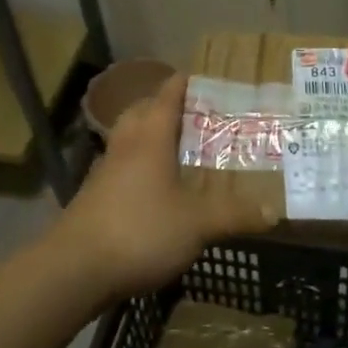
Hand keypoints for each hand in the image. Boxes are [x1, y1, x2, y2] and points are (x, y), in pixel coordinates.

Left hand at [47, 71, 275, 306]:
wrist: (73, 271)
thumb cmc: (139, 231)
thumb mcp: (197, 224)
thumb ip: (235, 214)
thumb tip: (274, 212)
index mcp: (150, 138)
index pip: (167, 95)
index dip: (187, 82)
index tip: (208, 77)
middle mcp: (125, 147)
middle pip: (142, 112)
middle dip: (166, 107)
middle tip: (198, 114)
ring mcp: (104, 173)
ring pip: (129, 141)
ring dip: (151, 137)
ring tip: (181, 149)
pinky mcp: (94, 199)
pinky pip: (122, 169)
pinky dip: (141, 168)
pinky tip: (158, 190)